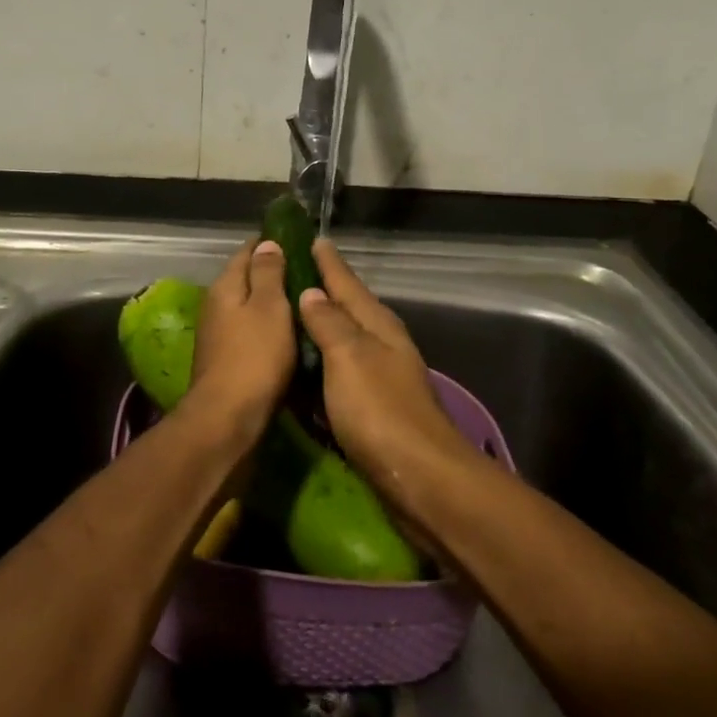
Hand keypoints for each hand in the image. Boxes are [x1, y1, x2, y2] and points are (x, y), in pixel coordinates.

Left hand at [188, 239, 295, 425]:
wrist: (228, 417)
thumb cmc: (254, 357)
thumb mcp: (269, 307)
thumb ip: (268, 273)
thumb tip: (266, 243)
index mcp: (226, 286)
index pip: (248, 251)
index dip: (271, 243)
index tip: (299, 241)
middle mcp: (216, 305)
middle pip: (247, 279)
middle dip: (274, 273)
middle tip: (310, 273)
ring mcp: (219, 334)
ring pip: (249, 307)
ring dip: (273, 303)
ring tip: (306, 302)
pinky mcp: (226, 359)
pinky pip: (251, 332)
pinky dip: (269, 328)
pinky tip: (290, 334)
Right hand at [296, 242, 474, 503]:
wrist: (421, 478)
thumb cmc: (380, 411)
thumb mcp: (350, 358)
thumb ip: (330, 324)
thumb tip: (312, 293)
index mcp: (378, 326)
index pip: (348, 284)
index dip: (330, 263)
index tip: (314, 239)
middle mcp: (382, 345)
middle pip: (350, 309)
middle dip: (326, 291)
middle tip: (296, 272)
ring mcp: (381, 378)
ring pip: (347, 341)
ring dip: (324, 326)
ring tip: (296, 313)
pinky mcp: (375, 408)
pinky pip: (342, 374)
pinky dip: (324, 364)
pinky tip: (309, 368)